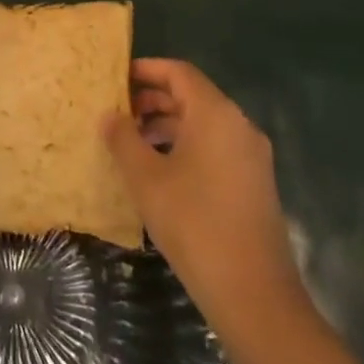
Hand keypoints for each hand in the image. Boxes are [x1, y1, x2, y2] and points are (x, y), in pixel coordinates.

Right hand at [105, 58, 305, 321]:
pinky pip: (215, 147)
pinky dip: (186, 146)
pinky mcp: (253, 183)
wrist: (253, 293)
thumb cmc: (194, 224)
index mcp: (216, 114)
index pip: (179, 72)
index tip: (116, 76)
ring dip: (167, 124)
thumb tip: (109, 115)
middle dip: (153, 99)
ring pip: (203, 124)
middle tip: (118, 111)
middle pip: (192, 96)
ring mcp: (251, 156)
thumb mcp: (146, 179)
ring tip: (132, 141)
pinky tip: (159, 171)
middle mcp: (239, 125)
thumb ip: (123, 139)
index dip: (146, 69)